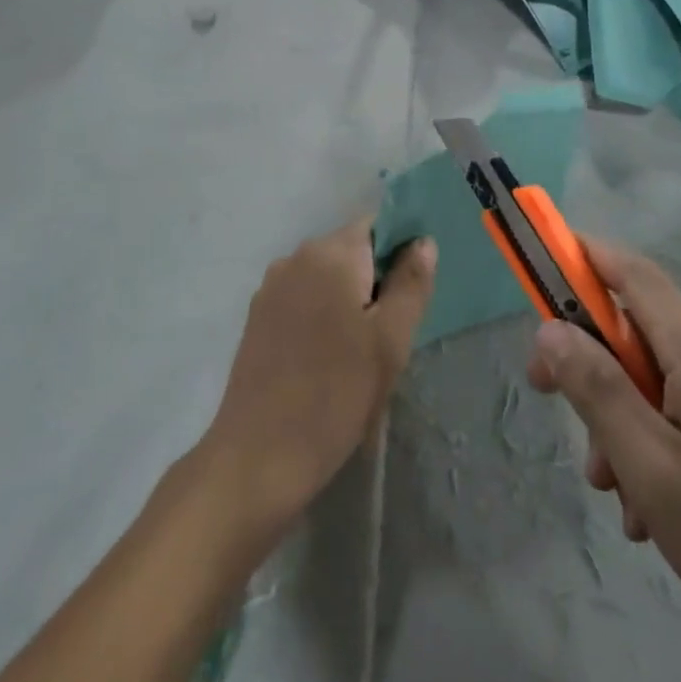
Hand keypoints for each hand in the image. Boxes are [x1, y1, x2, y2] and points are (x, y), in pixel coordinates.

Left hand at [202, 221, 435, 535]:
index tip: (410, 294)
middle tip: (389, 335)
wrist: (258, 456)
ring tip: (358, 353)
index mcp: (331, 254)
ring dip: (349, 300)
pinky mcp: (257, 315)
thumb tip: (422, 241)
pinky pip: (303, 297)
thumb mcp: (390, 342)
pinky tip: (327, 359)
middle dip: (375, 281)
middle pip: (350, 250)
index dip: (400, 252)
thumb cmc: (336, 395)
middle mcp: (296, 257)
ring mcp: (271, 286)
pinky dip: (322, 314)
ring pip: (326, 276)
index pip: (376, 225)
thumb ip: (411, 284)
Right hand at [527, 237, 680, 674]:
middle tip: (552, 403)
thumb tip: (551, 329)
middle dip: (594, 366)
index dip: (583, 255)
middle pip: (642, 332)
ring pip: (664, 378)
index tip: (538, 266)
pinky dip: (662, 439)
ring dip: (626, 418)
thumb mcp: (652, 468)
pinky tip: (656, 507)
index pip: (633, 274)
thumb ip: (596, 389)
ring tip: (619, 494)